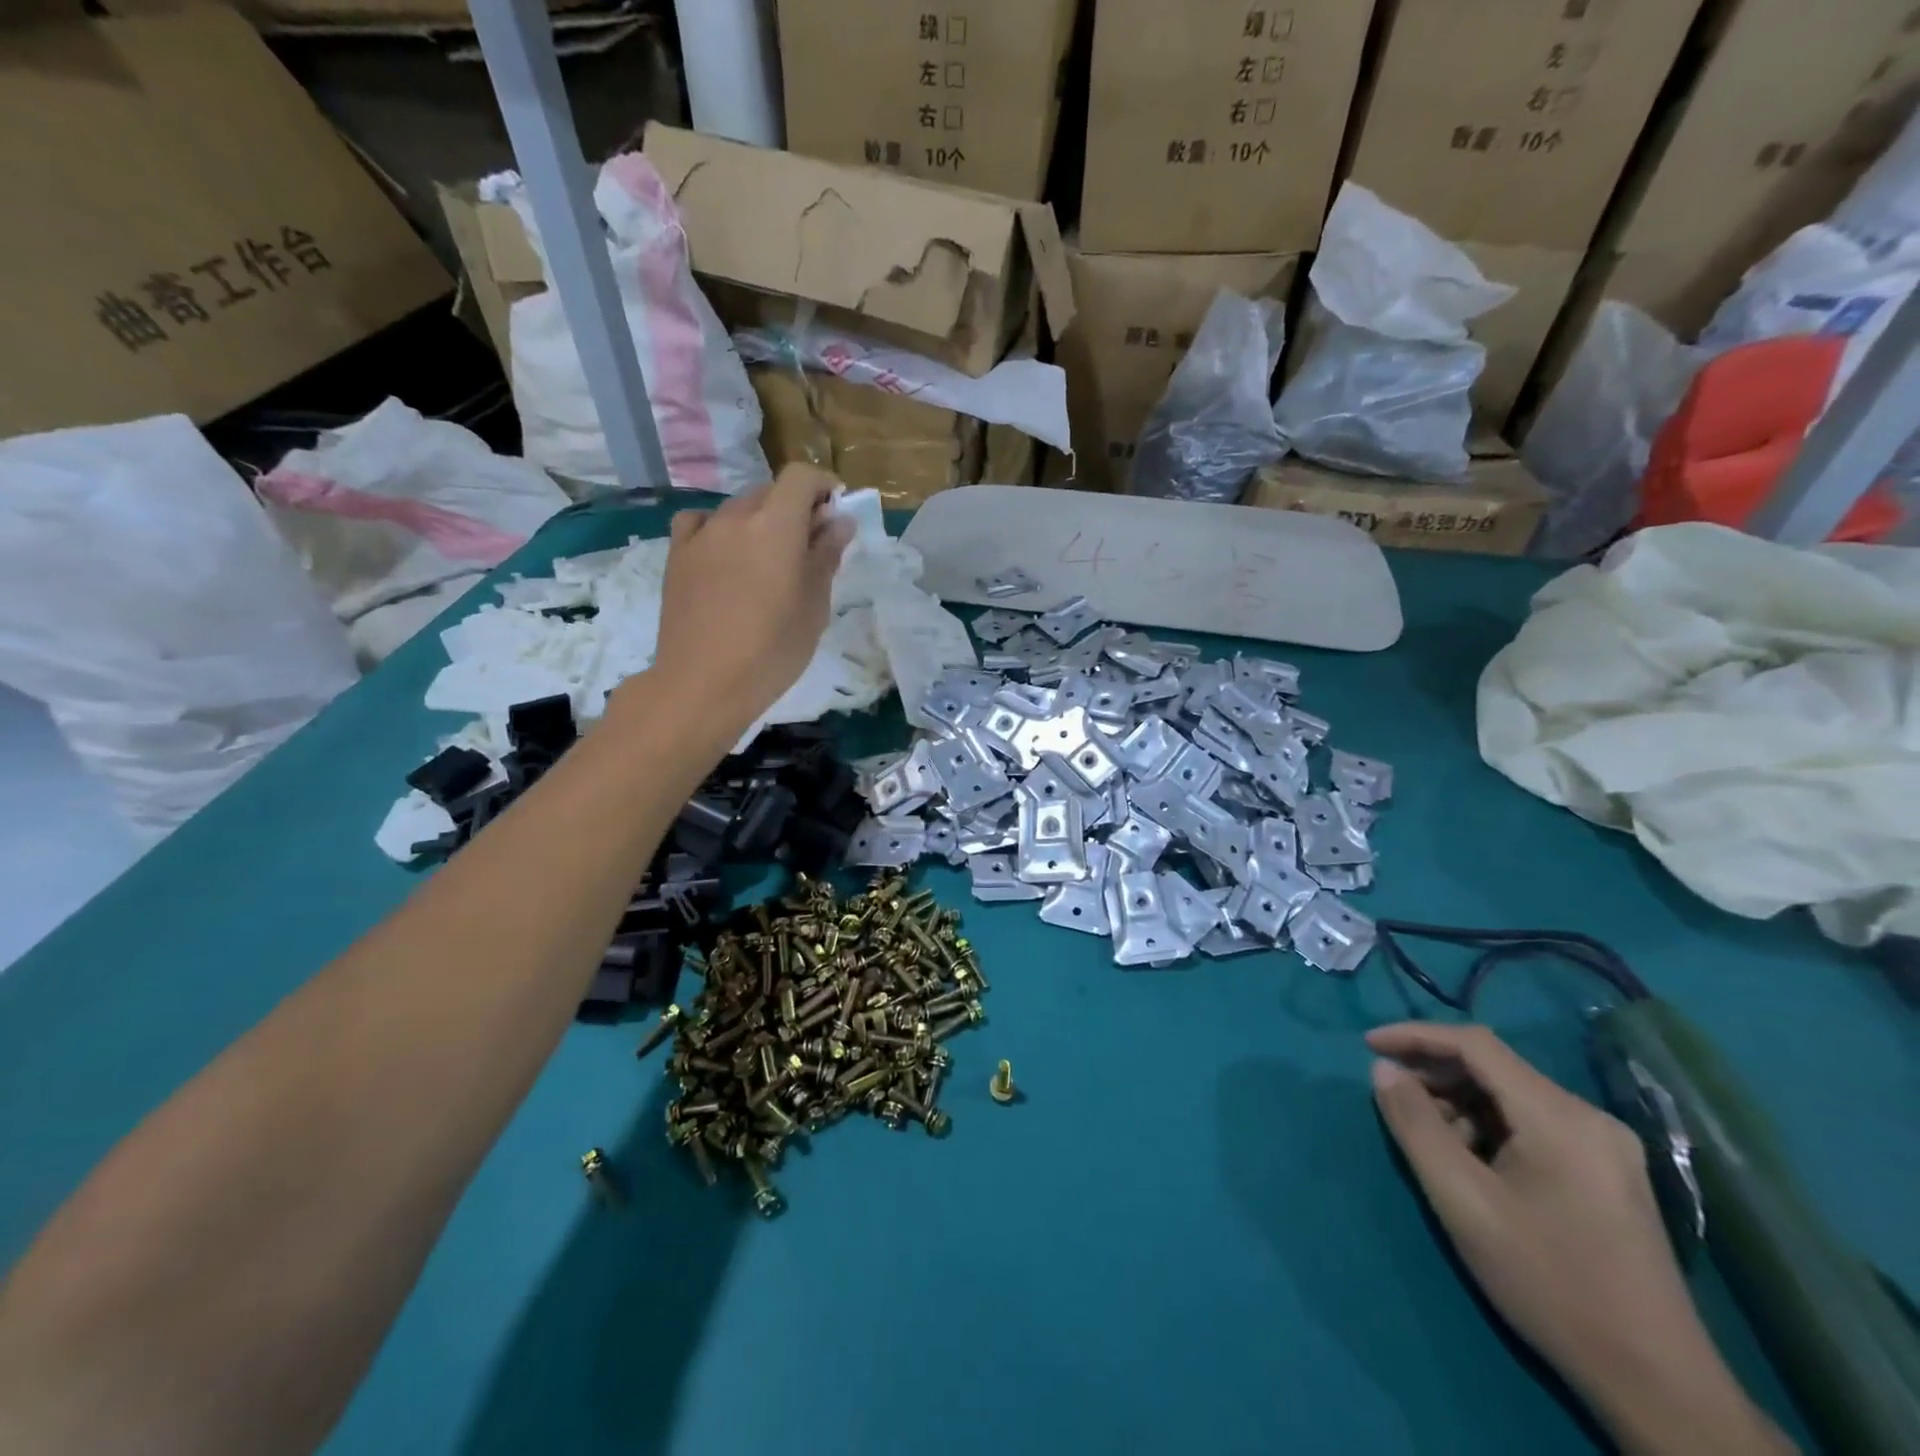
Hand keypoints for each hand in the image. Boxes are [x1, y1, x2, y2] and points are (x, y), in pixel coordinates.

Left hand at [649, 467, 853, 734]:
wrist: (702, 684)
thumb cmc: (772, 652)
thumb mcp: (814, 608)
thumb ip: (825, 557)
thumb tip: (839, 523)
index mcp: (776, 526)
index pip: (800, 476)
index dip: (822, 485)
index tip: (836, 511)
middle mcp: (736, 518)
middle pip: (770, 492)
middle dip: (795, 509)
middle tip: (809, 548)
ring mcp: (702, 535)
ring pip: (738, 509)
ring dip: (760, 522)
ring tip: (767, 562)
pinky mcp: (677, 555)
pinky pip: (701, 524)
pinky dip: (719, 530)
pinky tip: (725, 556)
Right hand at [1369, 1024, 1791, 1455]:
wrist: (1658, 1384)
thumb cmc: (1548, 1283)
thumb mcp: (1463, 1201)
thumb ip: (1415, 1125)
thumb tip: (1383, 1069)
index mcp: (1560, 1116)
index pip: (1475, 1044)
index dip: (1415, 1035)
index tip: (1368, 1046)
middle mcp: (1589, 1117)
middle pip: (1495, 1068)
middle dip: (1435, 1075)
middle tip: (1393, 1100)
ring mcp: (1606, 1146)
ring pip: (1512, 1096)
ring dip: (1460, 1104)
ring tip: (1431, 1141)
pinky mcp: (1608, 1172)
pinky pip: (1533, 1124)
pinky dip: (1489, 1128)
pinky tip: (1473, 1163)